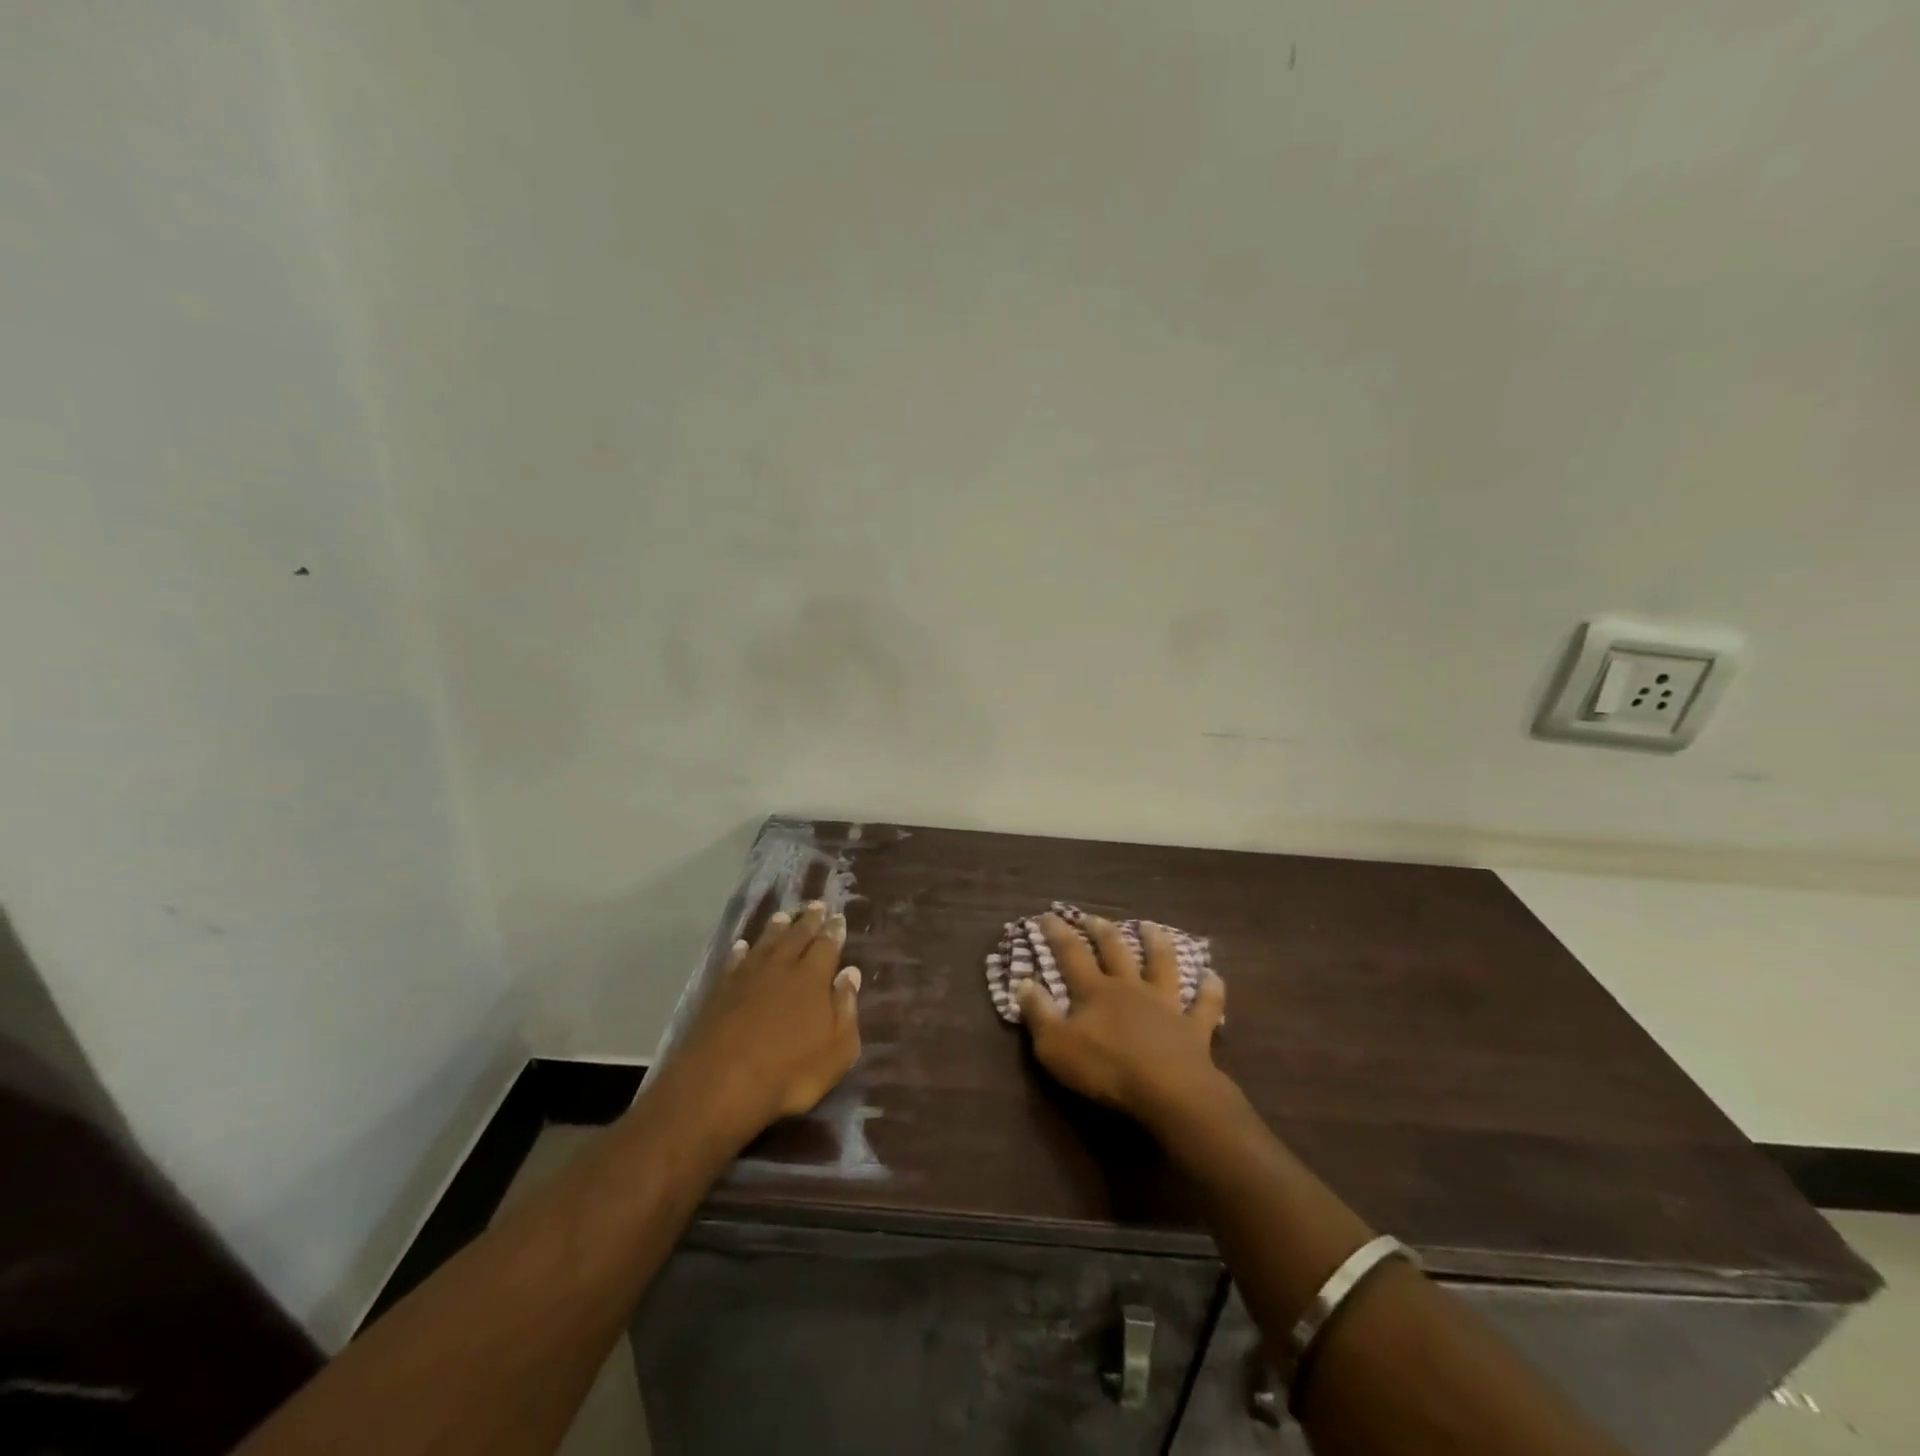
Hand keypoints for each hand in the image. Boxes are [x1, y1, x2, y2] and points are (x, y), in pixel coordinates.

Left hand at [663, 902, 861, 1142]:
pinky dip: (740, 951)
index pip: (827, 945)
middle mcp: (781, 968)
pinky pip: (734, 962)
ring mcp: (747, 977)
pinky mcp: (720, 991)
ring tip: (783, 916)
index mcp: (813, 978)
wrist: (721, 1083)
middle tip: (816, 905)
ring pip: (765, 943)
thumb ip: (845, 1008)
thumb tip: (850, 973)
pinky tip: (742, 946)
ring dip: (776, 929)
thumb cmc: (790, 1072)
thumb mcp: (837, 1050)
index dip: (834, 931)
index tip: (838, 917)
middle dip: (809, 920)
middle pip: (797, 936)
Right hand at [1017, 913, 1227, 1124]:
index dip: (1057, 933)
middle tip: (1093, 916)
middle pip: (1115, 950)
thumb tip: (1023, 982)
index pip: (1071, 954)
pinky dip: (1210, 990)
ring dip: (1156, 944)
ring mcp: (1165, 1005)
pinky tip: (1213, 976)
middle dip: (1101, 931)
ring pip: (1162, 965)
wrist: (1168, 1091)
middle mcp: (1130, 988)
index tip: (1047, 914)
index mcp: (1095, 991)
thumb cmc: (1106, 1068)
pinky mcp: (1194, 1028)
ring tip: (1152, 927)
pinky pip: (1204, 1004)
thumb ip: (1038, 1013)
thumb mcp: (1056, 1046)